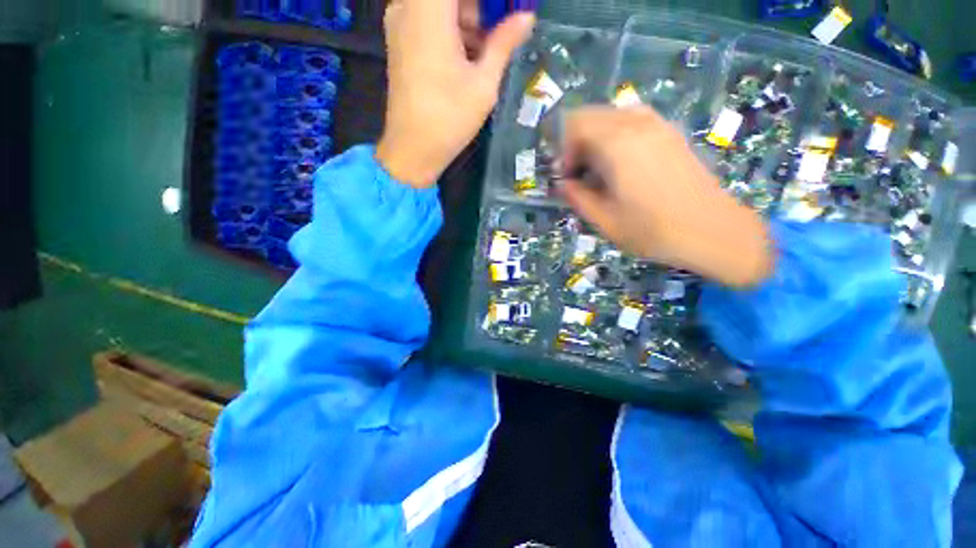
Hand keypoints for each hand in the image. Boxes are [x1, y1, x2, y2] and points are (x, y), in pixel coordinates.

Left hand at [377, 0, 534, 187]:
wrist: (413, 149)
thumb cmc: (450, 118)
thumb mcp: (483, 82)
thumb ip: (504, 42)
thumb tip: (526, 17)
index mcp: (429, 8)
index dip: (489, 3)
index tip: (507, 14)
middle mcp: (407, 6)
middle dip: (480, 8)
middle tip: (502, 32)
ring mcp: (399, 23)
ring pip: (440, 5)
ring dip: (468, 18)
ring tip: (489, 50)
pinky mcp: (399, 42)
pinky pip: (428, 19)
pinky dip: (451, 29)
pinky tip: (469, 56)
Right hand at [559, 106, 773, 287]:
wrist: (711, 231)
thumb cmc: (652, 230)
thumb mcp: (603, 220)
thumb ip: (577, 197)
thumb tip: (564, 183)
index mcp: (616, 144)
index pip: (574, 124)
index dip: (563, 150)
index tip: (568, 177)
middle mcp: (637, 123)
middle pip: (591, 115)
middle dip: (576, 142)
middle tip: (580, 174)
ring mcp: (658, 124)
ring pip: (612, 116)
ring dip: (596, 139)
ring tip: (600, 171)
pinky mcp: (671, 133)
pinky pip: (633, 121)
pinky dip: (617, 137)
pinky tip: (623, 166)